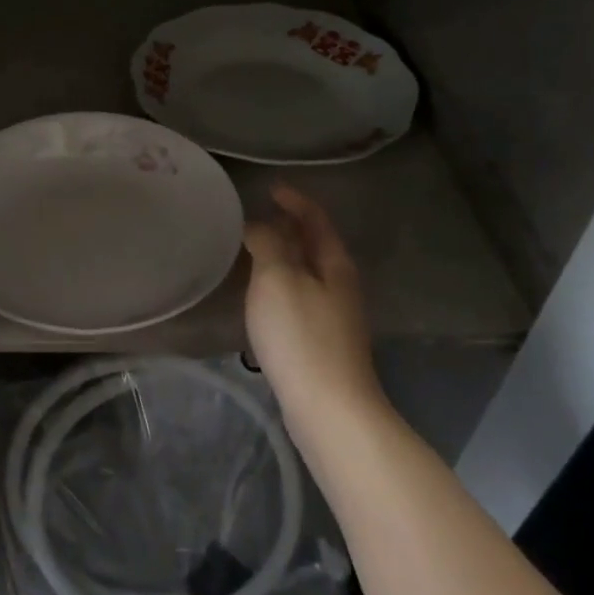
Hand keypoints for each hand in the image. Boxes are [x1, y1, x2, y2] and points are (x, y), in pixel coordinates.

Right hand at [242, 184, 388, 444]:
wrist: (327, 406)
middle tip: (256, 215)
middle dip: (289, 227)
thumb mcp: (277, 278)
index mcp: (334, 264)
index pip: (316, 219)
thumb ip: (268, 244)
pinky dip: (280, 283)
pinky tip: (261, 295)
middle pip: (315, 245)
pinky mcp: (321, 341)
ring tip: (253, 249)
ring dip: (284, 256)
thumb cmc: (301, 335)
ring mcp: (334, 316)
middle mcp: (340, 285)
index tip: (269, 188)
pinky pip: (299, 296)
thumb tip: (259, 226)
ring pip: (307, 272)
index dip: (294, 200)